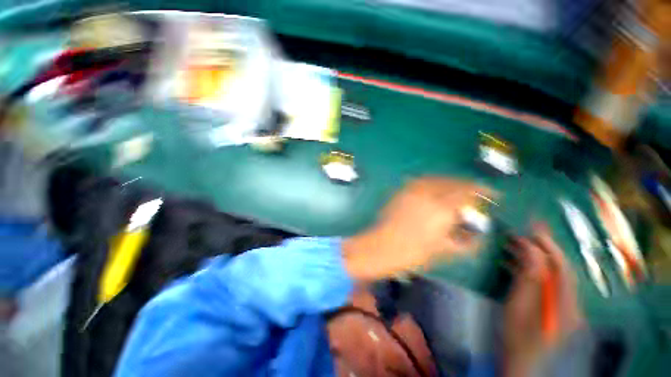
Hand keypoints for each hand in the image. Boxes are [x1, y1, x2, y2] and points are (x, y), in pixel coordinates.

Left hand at [342, 177, 490, 279]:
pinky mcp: (401, 192)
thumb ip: (466, 242)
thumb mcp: (444, 250)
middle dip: (468, 185)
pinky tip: (436, 189)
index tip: (493, 195)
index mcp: (441, 209)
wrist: (381, 246)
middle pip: (453, 182)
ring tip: (458, 189)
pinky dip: (433, 182)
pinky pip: (421, 181)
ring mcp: (411, 191)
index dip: (483, 191)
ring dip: (451, 181)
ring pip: (437, 178)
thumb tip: (478, 234)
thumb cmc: (413, 253)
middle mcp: (427, 194)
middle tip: (476, 191)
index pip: (468, 193)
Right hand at [503, 224, 584, 375]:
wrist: (516, 361)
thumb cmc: (515, 336)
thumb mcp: (518, 306)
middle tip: (521, 231)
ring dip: (530, 257)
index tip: (532, 229)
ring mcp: (558, 305)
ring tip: (511, 242)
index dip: (548, 246)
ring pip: (547, 273)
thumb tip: (532, 250)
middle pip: (556, 268)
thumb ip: (528, 278)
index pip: (561, 267)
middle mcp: (568, 302)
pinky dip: (526, 269)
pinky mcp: (548, 306)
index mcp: (565, 304)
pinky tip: (511, 261)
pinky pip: (540, 281)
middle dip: (539, 248)